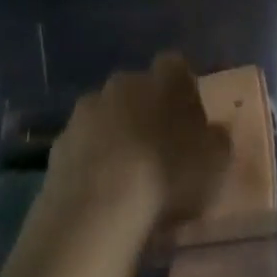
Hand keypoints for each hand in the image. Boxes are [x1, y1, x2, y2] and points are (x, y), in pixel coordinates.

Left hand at [44, 53, 232, 230]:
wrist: (98, 210)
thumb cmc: (168, 176)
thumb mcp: (215, 162)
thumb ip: (217, 141)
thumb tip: (214, 133)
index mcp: (164, 78)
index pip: (176, 66)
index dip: (183, 89)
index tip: (189, 119)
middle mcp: (124, 82)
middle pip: (137, 89)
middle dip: (146, 111)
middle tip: (157, 149)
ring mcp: (86, 111)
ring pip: (106, 116)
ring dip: (115, 136)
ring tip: (126, 178)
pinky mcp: (59, 144)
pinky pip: (82, 147)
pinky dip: (90, 162)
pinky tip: (99, 195)